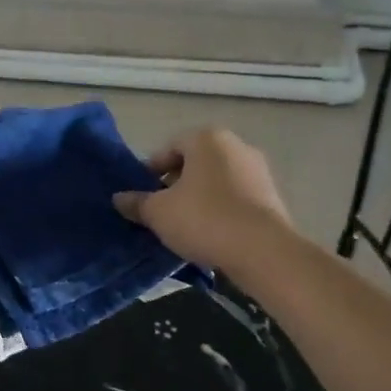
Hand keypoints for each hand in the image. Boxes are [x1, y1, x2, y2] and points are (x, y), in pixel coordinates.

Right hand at [113, 127, 291, 270]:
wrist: (262, 251)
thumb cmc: (203, 219)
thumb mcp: (158, 213)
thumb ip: (137, 202)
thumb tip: (119, 198)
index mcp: (207, 139)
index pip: (169, 148)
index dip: (150, 171)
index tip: (141, 195)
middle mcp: (236, 146)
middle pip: (195, 163)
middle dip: (175, 184)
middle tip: (159, 210)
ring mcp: (258, 171)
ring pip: (216, 181)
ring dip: (198, 198)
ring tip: (182, 225)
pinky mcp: (272, 197)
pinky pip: (235, 198)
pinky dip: (219, 210)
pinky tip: (209, 233)